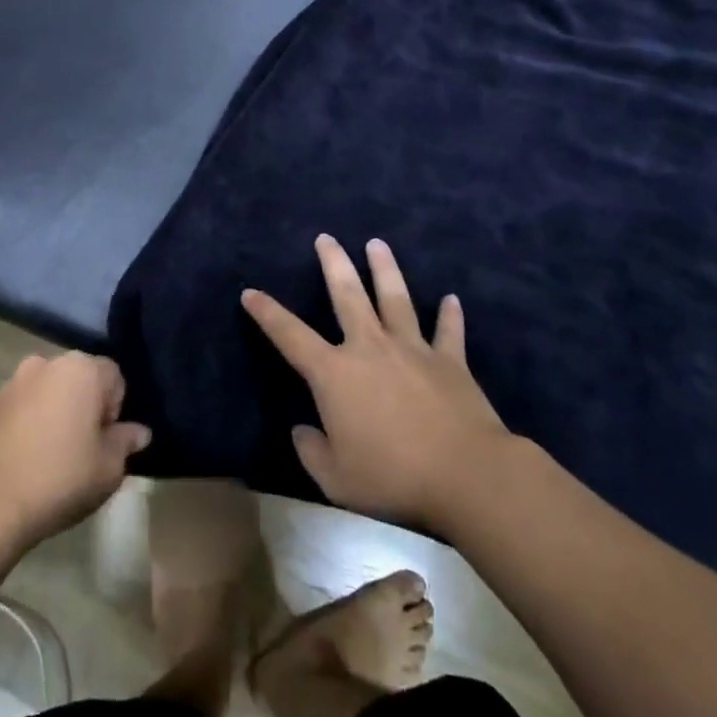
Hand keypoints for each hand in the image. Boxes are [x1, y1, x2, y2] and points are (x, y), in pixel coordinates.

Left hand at [0, 353, 151, 551]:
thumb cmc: (62, 479)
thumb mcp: (109, 467)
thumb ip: (126, 441)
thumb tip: (139, 432)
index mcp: (81, 369)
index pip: (113, 376)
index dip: (115, 409)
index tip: (105, 441)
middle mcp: (47, 363)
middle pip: (79, 378)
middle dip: (84, 405)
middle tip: (83, 447)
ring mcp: (14, 381)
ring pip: (48, 390)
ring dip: (55, 410)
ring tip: (52, 452)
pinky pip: (22, 405)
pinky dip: (28, 421)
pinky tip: (26, 456)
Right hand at [243, 235, 511, 528]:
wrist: (466, 474)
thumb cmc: (393, 477)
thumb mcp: (336, 478)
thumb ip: (312, 451)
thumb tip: (301, 431)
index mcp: (335, 374)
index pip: (290, 336)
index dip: (267, 313)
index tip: (250, 292)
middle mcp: (370, 347)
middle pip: (347, 295)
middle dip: (334, 263)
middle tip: (326, 237)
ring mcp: (412, 349)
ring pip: (395, 298)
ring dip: (385, 269)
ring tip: (377, 243)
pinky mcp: (449, 361)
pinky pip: (448, 331)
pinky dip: (449, 315)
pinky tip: (451, 299)